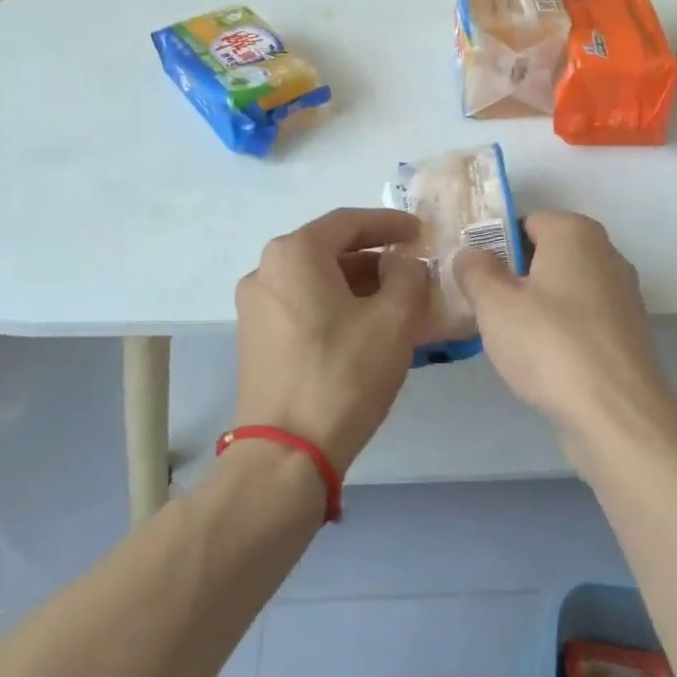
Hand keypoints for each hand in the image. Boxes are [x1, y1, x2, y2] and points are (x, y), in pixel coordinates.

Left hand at [233, 209, 430, 473]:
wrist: (285, 454)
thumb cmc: (343, 374)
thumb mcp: (394, 319)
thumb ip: (408, 276)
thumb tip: (403, 264)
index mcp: (294, 254)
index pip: (349, 222)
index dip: (390, 223)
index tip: (421, 231)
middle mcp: (266, 270)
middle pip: (330, 249)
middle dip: (375, 256)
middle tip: (412, 268)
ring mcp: (256, 307)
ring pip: (316, 279)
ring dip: (357, 284)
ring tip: (396, 300)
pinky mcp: (256, 338)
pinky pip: (303, 304)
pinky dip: (336, 305)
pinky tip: (365, 326)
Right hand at [454, 212, 676, 471]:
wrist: (615, 414)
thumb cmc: (549, 344)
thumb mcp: (494, 303)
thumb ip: (475, 270)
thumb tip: (470, 253)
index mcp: (575, 233)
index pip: (526, 221)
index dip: (495, 244)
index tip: (473, 274)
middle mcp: (606, 253)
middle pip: (548, 254)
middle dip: (515, 275)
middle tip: (484, 305)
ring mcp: (623, 295)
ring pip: (565, 289)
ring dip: (537, 305)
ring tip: (507, 336)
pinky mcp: (628, 334)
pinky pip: (583, 319)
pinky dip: (561, 331)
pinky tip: (541, 359)